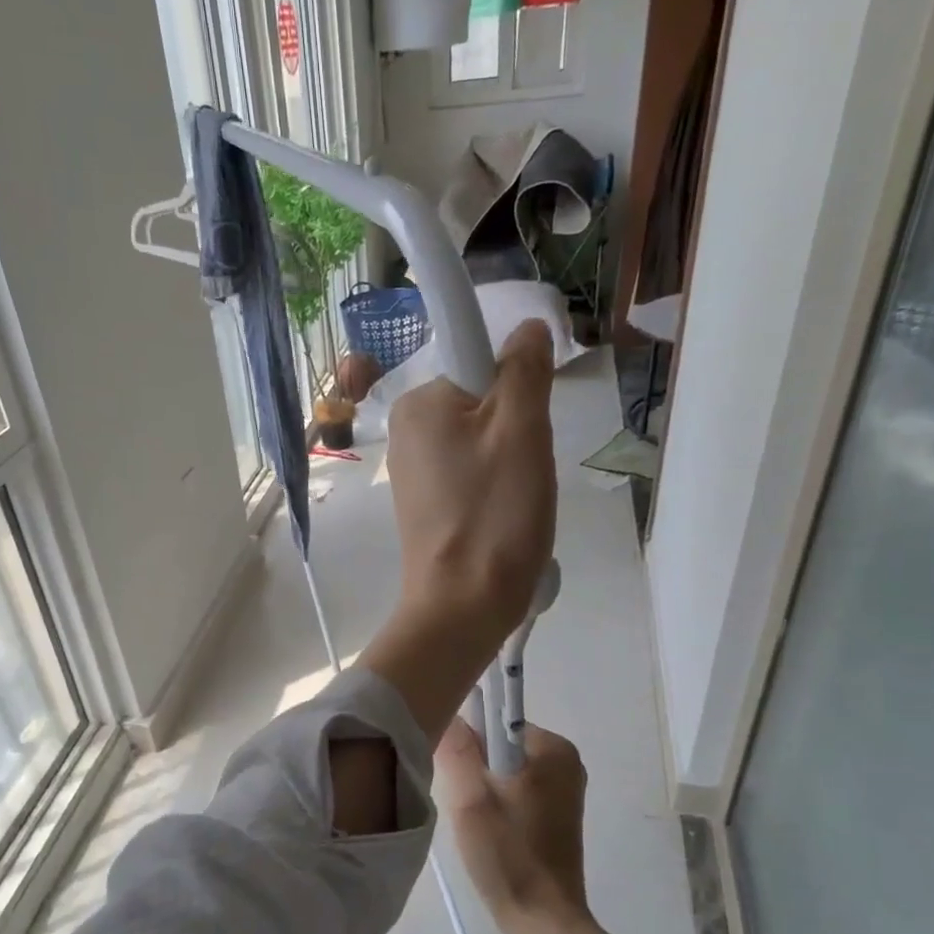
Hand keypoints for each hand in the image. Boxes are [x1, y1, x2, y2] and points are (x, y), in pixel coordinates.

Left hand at [387, 318, 556, 647]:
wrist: (463, 605)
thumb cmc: (493, 513)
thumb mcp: (521, 428)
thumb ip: (524, 368)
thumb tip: (527, 328)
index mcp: (419, 402)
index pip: (481, 359)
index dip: (517, 387)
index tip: (525, 431)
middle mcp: (405, 430)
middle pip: (485, 403)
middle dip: (517, 431)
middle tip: (522, 472)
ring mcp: (413, 470)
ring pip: (484, 441)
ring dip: (511, 464)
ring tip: (512, 502)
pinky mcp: (425, 505)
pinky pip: (473, 475)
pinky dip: (495, 490)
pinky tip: (500, 518)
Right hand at [435, 717, 603, 933]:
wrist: (544, 922)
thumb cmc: (509, 856)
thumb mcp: (470, 800)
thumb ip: (455, 750)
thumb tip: (446, 711)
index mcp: (553, 749)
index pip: (493, 721)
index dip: (466, 743)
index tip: (452, 773)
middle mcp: (565, 761)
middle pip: (498, 746)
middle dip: (473, 768)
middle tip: (463, 804)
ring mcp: (564, 788)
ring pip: (503, 770)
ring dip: (481, 788)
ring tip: (475, 822)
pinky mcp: (557, 812)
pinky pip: (515, 789)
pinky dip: (496, 802)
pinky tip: (488, 831)